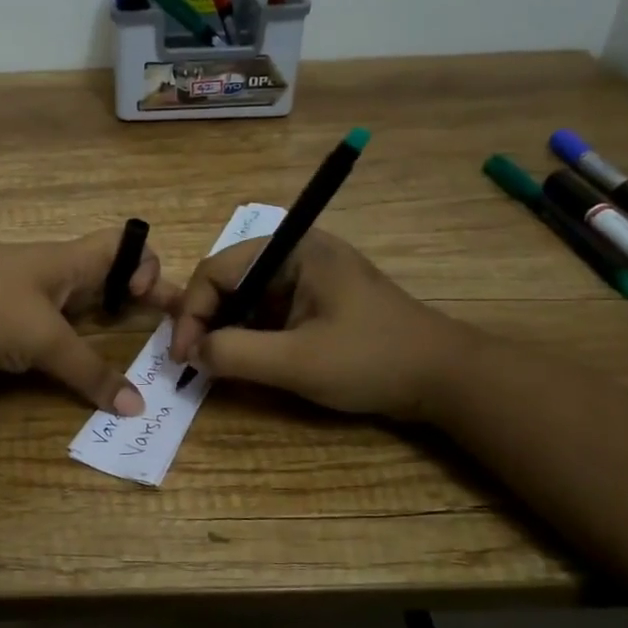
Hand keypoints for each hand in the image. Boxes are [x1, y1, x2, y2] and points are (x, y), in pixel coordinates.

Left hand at [0, 231, 176, 414]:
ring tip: (116, 346)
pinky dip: (62, 334)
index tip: (148, 301)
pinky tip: (61, 356)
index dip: (146, 265)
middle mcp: (45, 268)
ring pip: (70, 297)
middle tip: (157, 327)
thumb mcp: (43, 340)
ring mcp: (16, 289)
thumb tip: (135, 408)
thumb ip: (89, 372)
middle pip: (101, 272)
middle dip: (131, 296)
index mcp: (65, 259)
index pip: (122, 243)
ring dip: (97, 317)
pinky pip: (42, 317)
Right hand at [167, 228, 474, 420]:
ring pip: (246, 298)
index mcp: (294, 249)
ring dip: (225, 329)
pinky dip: (249, 335)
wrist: (445, 378)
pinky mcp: (317, 301)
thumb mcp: (297, 361)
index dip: (192, 312)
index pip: (218, 270)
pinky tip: (244, 361)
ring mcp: (308, 277)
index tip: (182, 356)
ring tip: (213, 364)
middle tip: (193, 361)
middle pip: (229, 280)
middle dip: (206, 319)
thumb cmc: (372, 360)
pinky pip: (267, 312)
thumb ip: (235, 354)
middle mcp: (297, 254)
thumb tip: (192, 353)